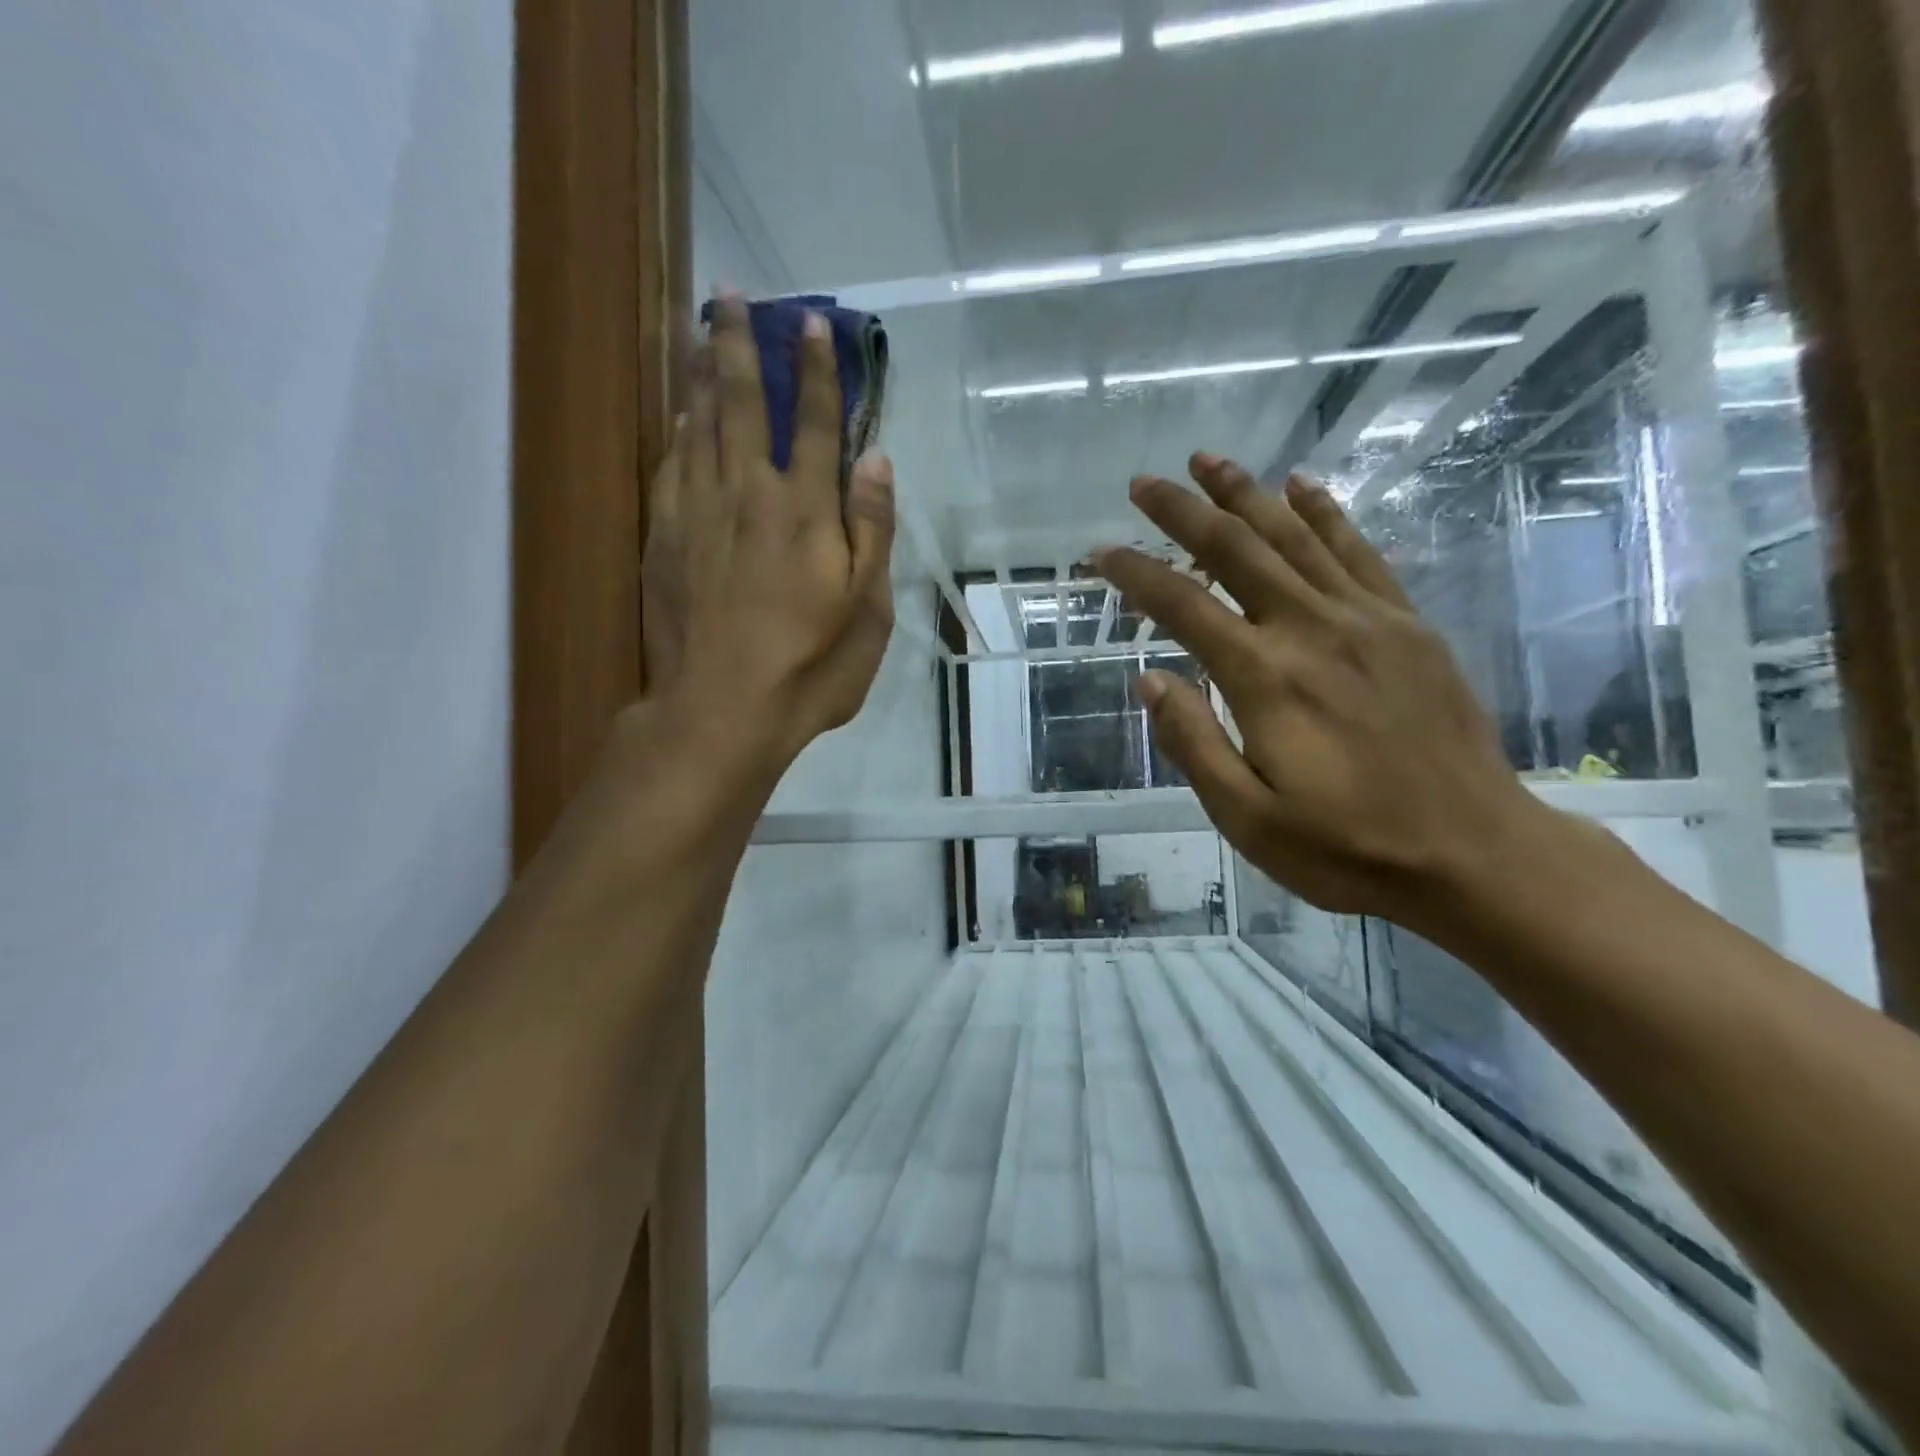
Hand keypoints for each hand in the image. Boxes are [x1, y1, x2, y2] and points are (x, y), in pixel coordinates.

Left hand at [637, 296, 895, 774]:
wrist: (721, 711)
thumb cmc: (810, 667)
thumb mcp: (868, 610)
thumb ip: (872, 531)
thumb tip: (876, 461)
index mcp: (805, 511)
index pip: (816, 423)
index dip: (818, 371)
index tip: (812, 324)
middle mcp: (748, 494)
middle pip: (743, 403)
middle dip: (740, 344)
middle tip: (730, 293)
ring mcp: (697, 514)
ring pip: (698, 425)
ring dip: (702, 372)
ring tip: (699, 330)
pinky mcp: (664, 539)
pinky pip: (670, 465)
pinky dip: (677, 430)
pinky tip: (680, 414)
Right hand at [1093, 453, 1540, 926]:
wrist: (1474, 854)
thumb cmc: (1348, 847)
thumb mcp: (1247, 817)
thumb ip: (1193, 743)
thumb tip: (1150, 678)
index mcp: (1264, 678)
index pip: (1183, 607)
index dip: (1136, 574)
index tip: (1101, 553)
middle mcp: (1311, 630)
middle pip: (1236, 550)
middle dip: (1185, 511)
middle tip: (1145, 482)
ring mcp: (1367, 620)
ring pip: (1295, 537)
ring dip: (1246, 494)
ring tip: (1209, 460)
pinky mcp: (1408, 626)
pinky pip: (1359, 552)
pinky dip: (1325, 513)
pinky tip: (1302, 486)